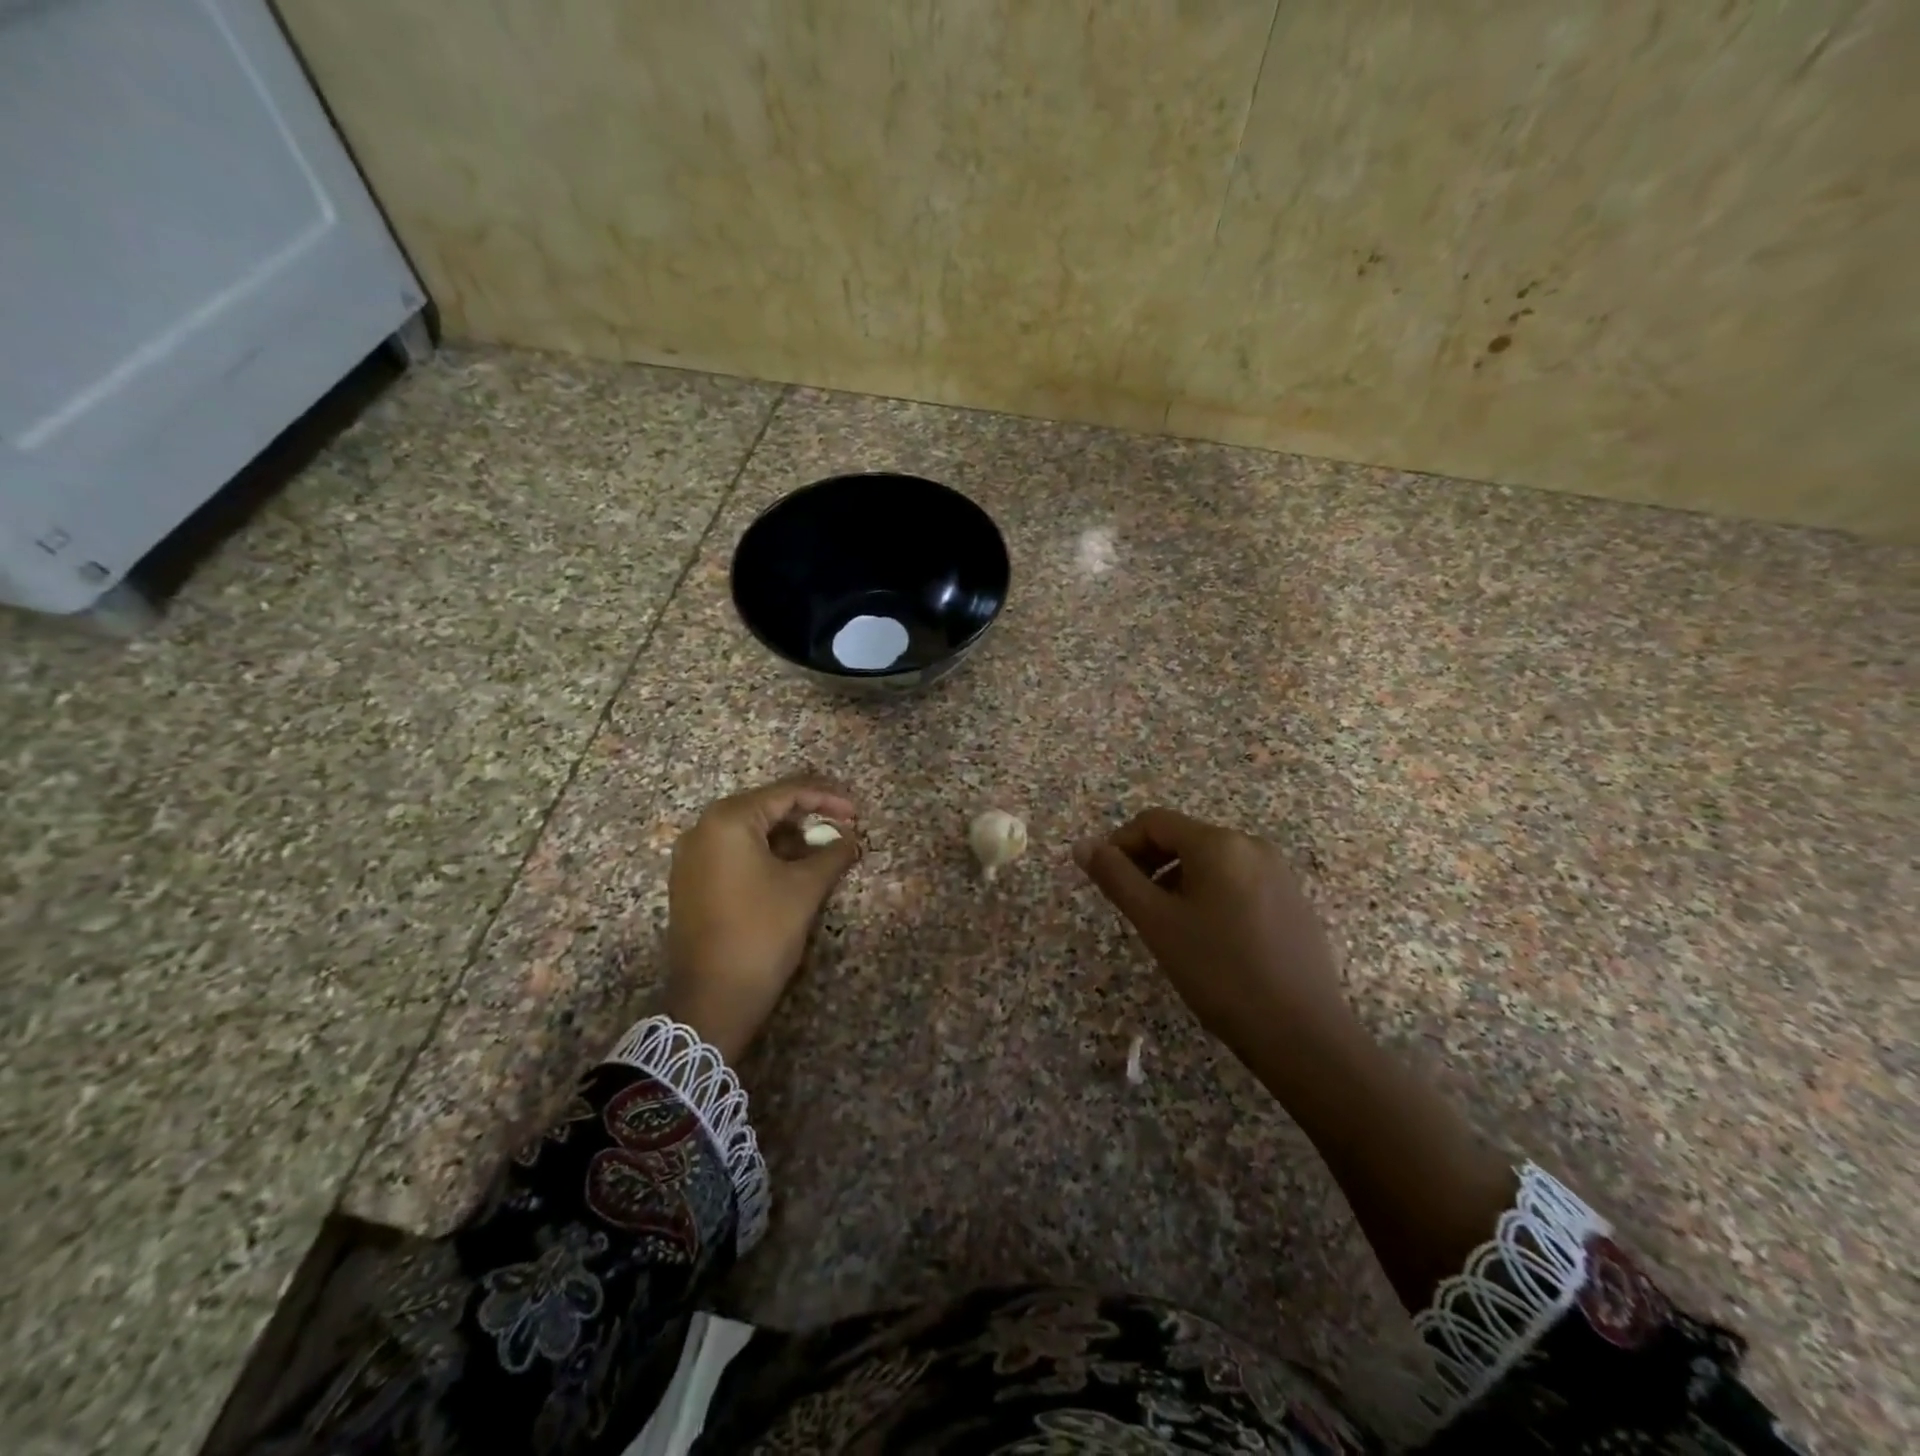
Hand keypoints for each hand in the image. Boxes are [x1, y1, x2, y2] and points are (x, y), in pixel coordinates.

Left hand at [662, 775, 858, 1062]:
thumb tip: (851, 839)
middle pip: (766, 807)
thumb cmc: (761, 933)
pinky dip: (766, 853)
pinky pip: (734, 851)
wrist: (711, 1000)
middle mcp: (703, 828)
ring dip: (789, 836)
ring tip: (823, 852)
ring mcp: (692, 856)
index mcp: (729, 820)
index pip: (786, 793)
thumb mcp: (805, 889)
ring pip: (750, 831)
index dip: (827, 799)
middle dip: (808, 816)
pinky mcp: (691, 880)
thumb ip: (833, 854)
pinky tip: (793, 869)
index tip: (857, 813)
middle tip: (842, 830)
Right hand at [1074, 808, 1355, 1069]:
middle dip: (1148, 863)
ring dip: (1176, 880)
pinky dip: (1209, 894)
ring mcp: (1278, 873)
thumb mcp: (1156, 922)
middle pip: (1184, 838)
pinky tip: (1207, 938)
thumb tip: (1083, 846)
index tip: (1103, 879)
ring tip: (1165, 925)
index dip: (1120, 843)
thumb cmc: (1218, 971)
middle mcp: (1252, 846)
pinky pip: (1238, 882)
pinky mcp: (1293, 901)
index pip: (1154, 822)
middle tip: (1131, 905)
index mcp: (1218, 843)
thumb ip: (1116, 877)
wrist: (1301, 1032)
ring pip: (1210, 862)